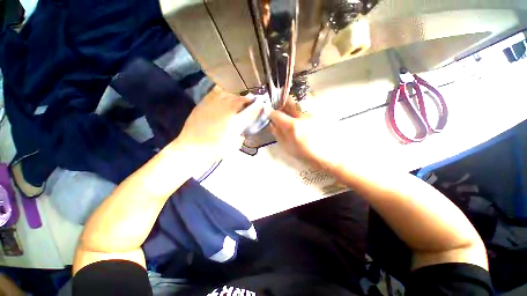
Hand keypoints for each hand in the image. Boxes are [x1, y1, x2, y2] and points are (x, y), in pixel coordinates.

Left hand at [174, 86, 262, 162]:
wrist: (192, 148)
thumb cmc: (216, 150)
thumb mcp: (235, 145)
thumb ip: (242, 134)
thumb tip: (244, 127)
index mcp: (236, 121)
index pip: (251, 110)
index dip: (258, 106)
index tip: (262, 104)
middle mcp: (227, 109)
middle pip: (242, 99)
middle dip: (249, 100)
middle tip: (252, 102)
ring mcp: (215, 104)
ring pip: (231, 94)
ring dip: (237, 97)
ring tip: (238, 100)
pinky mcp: (205, 102)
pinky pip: (217, 92)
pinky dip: (224, 93)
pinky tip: (225, 97)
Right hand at [269, 96, 340, 168]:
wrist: (330, 155)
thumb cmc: (307, 154)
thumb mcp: (288, 147)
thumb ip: (278, 134)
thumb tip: (271, 123)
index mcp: (293, 127)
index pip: (277, 114)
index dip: (270, 112)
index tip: (268, 111)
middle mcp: (304, 115)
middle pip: (288, 100)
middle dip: (282, 103)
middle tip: (281, 110)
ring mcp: (315, 111)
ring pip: (299, 98)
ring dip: (292, 102)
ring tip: (292, 111)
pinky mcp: (323, 110)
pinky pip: (310, 100)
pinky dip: (303, 103)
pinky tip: (303, 112)